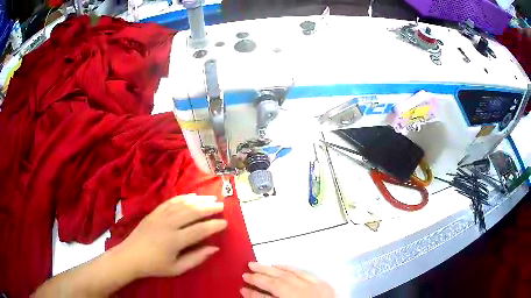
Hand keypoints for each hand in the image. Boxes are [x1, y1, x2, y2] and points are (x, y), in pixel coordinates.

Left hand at [116, 194, 226, 278]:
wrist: (130, 256)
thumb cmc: (155, 265)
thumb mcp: (177, 268)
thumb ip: (197, 258)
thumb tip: (214, 248)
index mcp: (174, 240)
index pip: (199, 230)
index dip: (214, 226)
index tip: (225, 223)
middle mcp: (168, 224)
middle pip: (192, 212)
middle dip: (209, 208)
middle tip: (222, 205)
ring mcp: (160, 215)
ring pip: (182, 204)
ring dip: (198, 200)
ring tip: (211, 197)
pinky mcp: (154, 212)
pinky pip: (170, 201)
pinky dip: (183, 197)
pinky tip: (192, 196)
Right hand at [241, 262, 335, 297]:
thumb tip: (250, 293)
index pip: (268, 292)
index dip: (253, 290)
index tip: (242, 286)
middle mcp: (301, 291)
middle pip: (277, 280)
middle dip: (260, 275)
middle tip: (246, 270)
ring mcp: (313, 286)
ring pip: (289, 274)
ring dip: (273, 269)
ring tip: (259, 265)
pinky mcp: (322, 284)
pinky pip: (304, 272)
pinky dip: (291, 268)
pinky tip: (281, 265)